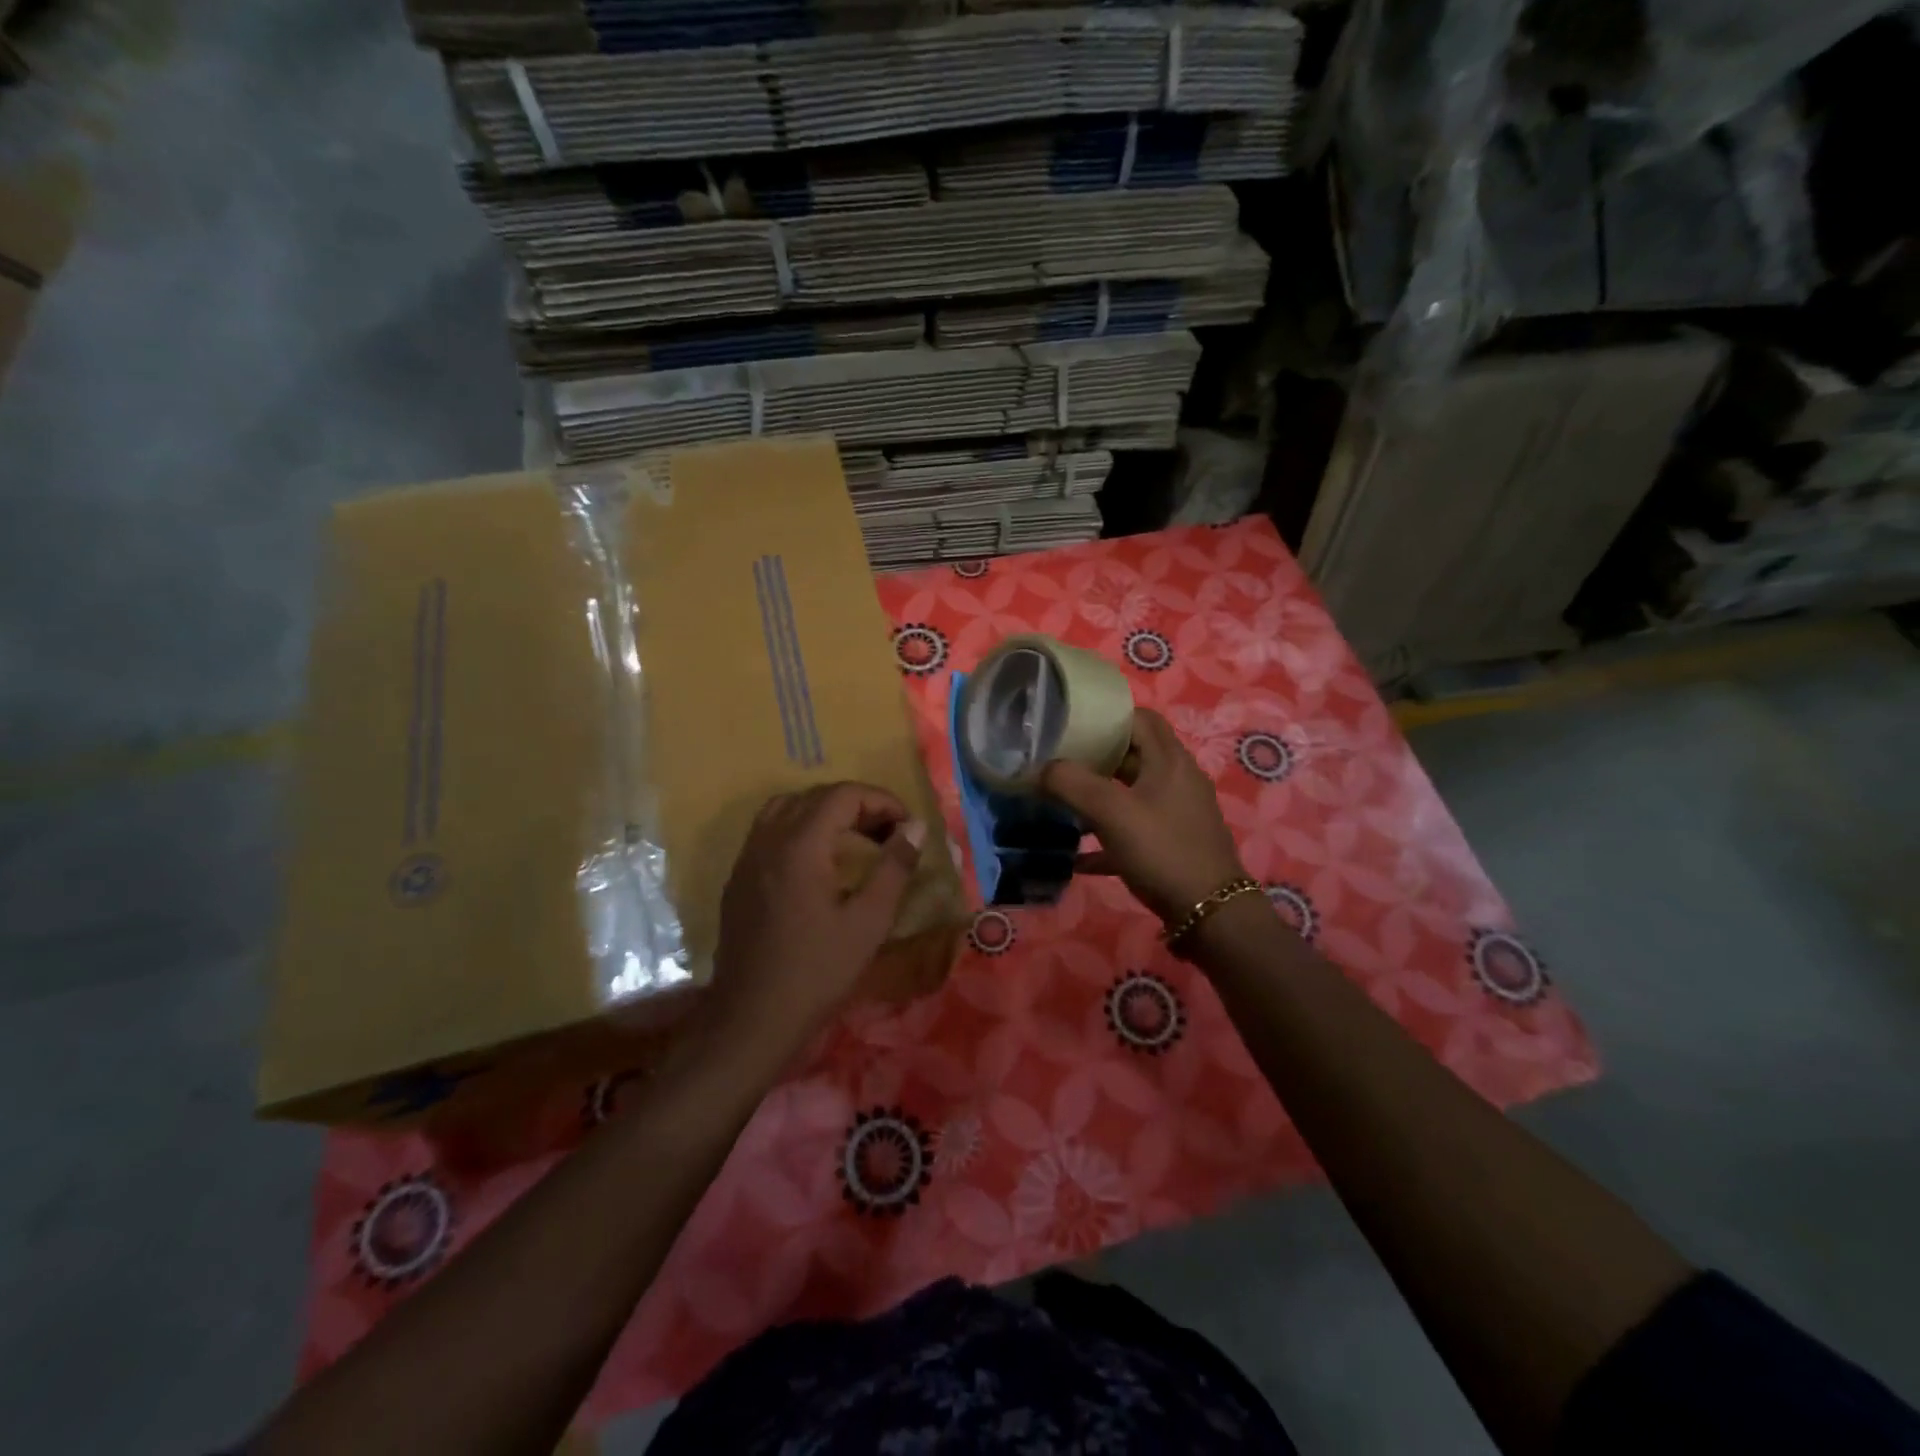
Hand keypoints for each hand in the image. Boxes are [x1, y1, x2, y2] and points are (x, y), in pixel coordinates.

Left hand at [712, 783, 925, 1056]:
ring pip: (787, 808)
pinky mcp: (738, 879)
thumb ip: (894, 866)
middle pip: (815, 796)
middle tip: (889, 834)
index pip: (844, 795)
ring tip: (855, 840)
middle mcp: (768, 839)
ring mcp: (747, 858)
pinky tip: (819, 863)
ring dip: (825, 813)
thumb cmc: (818, 971)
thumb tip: (914, 827)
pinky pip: (769, 832)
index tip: (907, 827)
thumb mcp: (869, 920)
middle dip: (858, 806)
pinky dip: (800, 829)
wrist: (753, 1019)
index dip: (881, 801)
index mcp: (800, 845)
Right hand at [1041, 708, 1245, 923]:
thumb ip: (1072, 784)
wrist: (1211, 914)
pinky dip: (1106, 837)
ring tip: (1061, 804)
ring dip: (1098, 797)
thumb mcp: (1111, 813)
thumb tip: (1040, 768)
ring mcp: (1177, 815)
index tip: (1071, 726)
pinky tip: (1077, 857)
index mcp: (1169, 761)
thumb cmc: (1162, 850)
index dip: (1106, 717)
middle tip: (1058, 764)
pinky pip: (1133, 831)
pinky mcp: (1172, 845)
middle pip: (1133, 755)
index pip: (1140, 719)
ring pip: (1131, 794)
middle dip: (1095, 758)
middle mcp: (1177, 780)